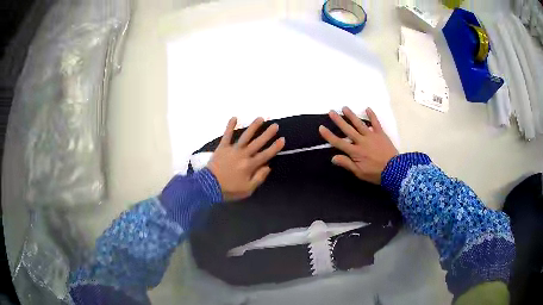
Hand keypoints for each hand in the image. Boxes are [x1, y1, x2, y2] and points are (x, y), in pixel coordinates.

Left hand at [208, 117, 284, 200]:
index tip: (282, 139)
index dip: (275, 147)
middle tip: (275, 125)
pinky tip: (235, 117)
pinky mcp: (222, 147)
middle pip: (258, 142)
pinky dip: (230, 126)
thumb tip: (268, 166)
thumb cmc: (229, 189)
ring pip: (245, 136)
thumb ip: (259, 178)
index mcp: (250, 165)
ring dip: (253, 127)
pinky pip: (227, 135)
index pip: (266, 154)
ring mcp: (233, 149)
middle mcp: (243, 155)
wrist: (209, 186)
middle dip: (267, 133)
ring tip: (261, 118)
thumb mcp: (247, 189)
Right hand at [318, 107, 397, 184]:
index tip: (321, 128)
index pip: (339, 142)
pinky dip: (372, 115)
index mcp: (355, 151)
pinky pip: (375, 122)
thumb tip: (333, 158)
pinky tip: (367, 108)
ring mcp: (371, 136)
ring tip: (344, 107)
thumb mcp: (359, 173)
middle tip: (331, 111)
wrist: (395, 170)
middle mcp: (361, 141)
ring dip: (351, 115)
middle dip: (338, 120)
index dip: (329, 135)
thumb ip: (347, 164)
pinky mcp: (380, 133)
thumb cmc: (376, 173)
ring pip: (359, 123)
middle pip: (347, 129)